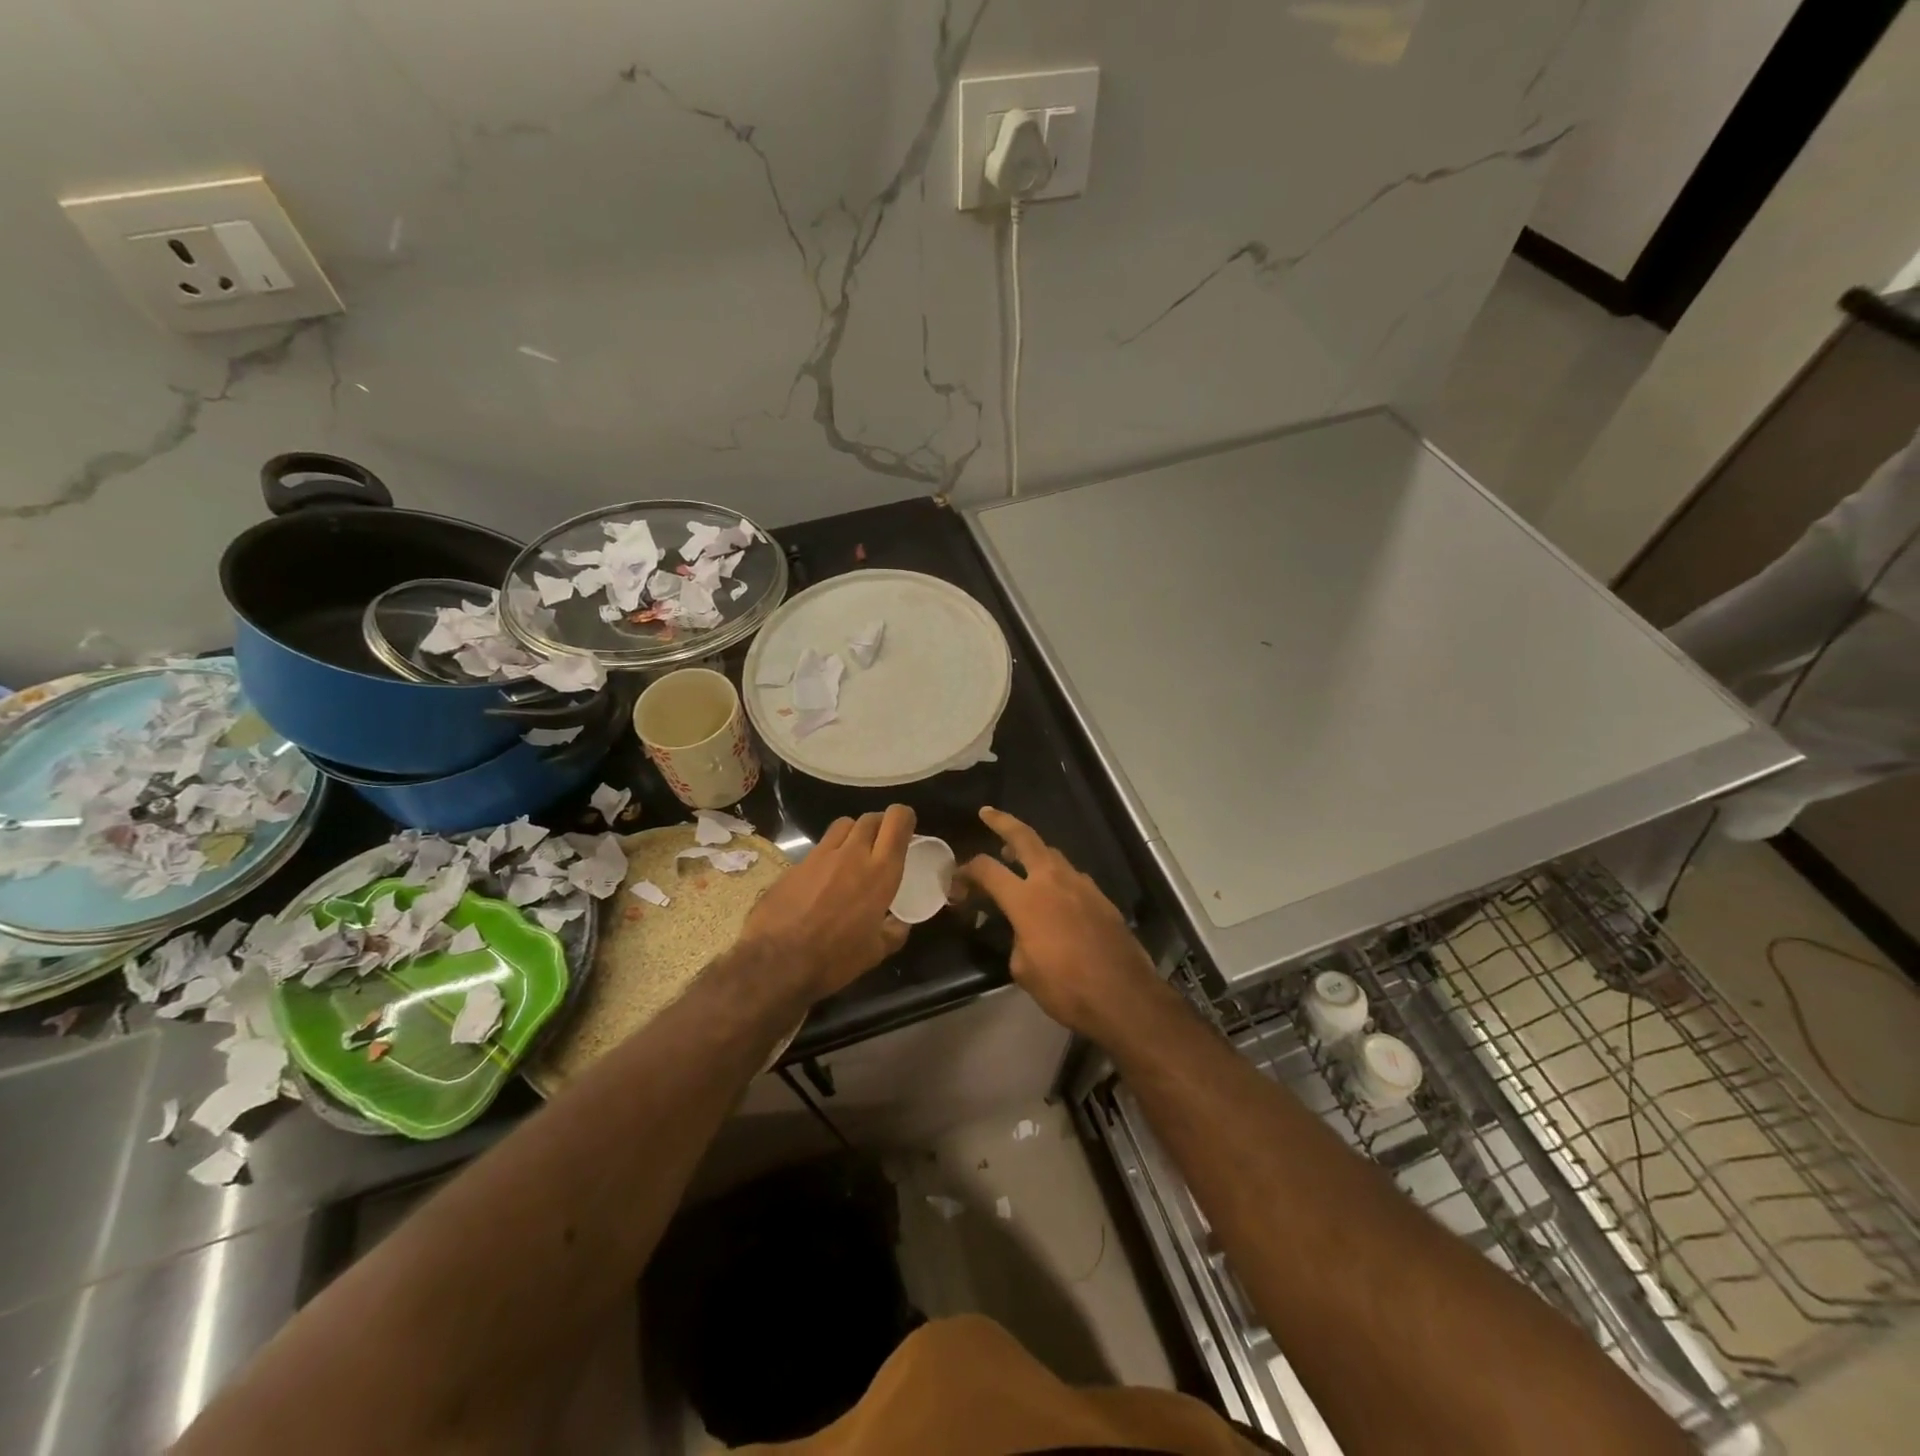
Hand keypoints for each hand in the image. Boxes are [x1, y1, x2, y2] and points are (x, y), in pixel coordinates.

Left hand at [743, 805, 914, 1000]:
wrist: (776, 961)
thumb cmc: (834, 958)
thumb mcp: (875, 952)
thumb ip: (893, 932)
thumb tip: (901, 923)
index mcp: (880, 872)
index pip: (897, 821)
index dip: (904, 818)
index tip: (906, 831)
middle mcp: (853, 854)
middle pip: (870, 818)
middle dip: (879, 825)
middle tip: (880, 844)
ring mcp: (821, 855)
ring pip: (843, 825)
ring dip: (853, 833)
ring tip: (852, 853)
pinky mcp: (796, 863)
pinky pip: (819, 847)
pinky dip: (828, 854)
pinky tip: (823, 877)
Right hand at [961, 807, 1162, 1040]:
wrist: (1124, 995)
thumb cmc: (1067, 987)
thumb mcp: (1023, 969)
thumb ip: (1015, 938)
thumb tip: (1021, 931)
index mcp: (1026, 899)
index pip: (987, 869)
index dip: (966, 871)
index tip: (956, 881)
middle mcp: (1053, 881)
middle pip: (1024, 838)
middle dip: (1003, 822)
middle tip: (988, 813)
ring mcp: (1081, 885)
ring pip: (1052, 854)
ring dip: (1032, 850)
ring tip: (1017, 855)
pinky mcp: (1101, 897)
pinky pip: (1072, 875)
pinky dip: (1055, 874)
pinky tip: (1053, 891)